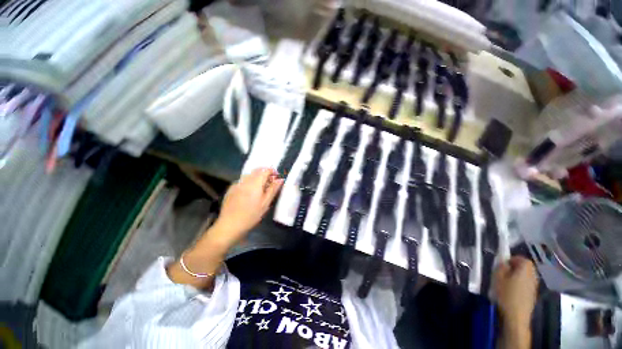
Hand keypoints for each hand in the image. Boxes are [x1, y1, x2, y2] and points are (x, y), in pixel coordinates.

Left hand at [212, 167, 282, 246]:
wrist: (230, 225)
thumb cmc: (251, 215)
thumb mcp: (265, 203)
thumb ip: (273, 189)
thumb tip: (280, 179)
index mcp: (255, 183)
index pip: (265, 170)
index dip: (272, 171)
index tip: (277, 178)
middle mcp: (245, 180)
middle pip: (257, 170)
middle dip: (265, 173)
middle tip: (270, 182)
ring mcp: (237, 184)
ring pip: (249, 175)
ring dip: (257, 177)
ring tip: (261, 188)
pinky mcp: (231, 189)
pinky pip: (242, 181)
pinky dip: (249, 182)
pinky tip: (250, 192)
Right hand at [494, 256, 538, 326]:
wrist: (516, 316)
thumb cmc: (506, 294)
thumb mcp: (498, 277)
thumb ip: (501, 266)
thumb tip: (503, 262)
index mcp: (525, 269)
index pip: (522, 258)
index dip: (512, 259)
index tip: (502, 264)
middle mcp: (533, 275)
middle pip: (525, 267)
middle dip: (515, 267)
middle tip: (503, 272)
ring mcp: (534, 286)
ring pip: (526, 276)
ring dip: (517, 276)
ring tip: (505, 282)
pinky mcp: (532, 295)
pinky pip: (526, 284)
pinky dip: (519, 284)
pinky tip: (511, 291)